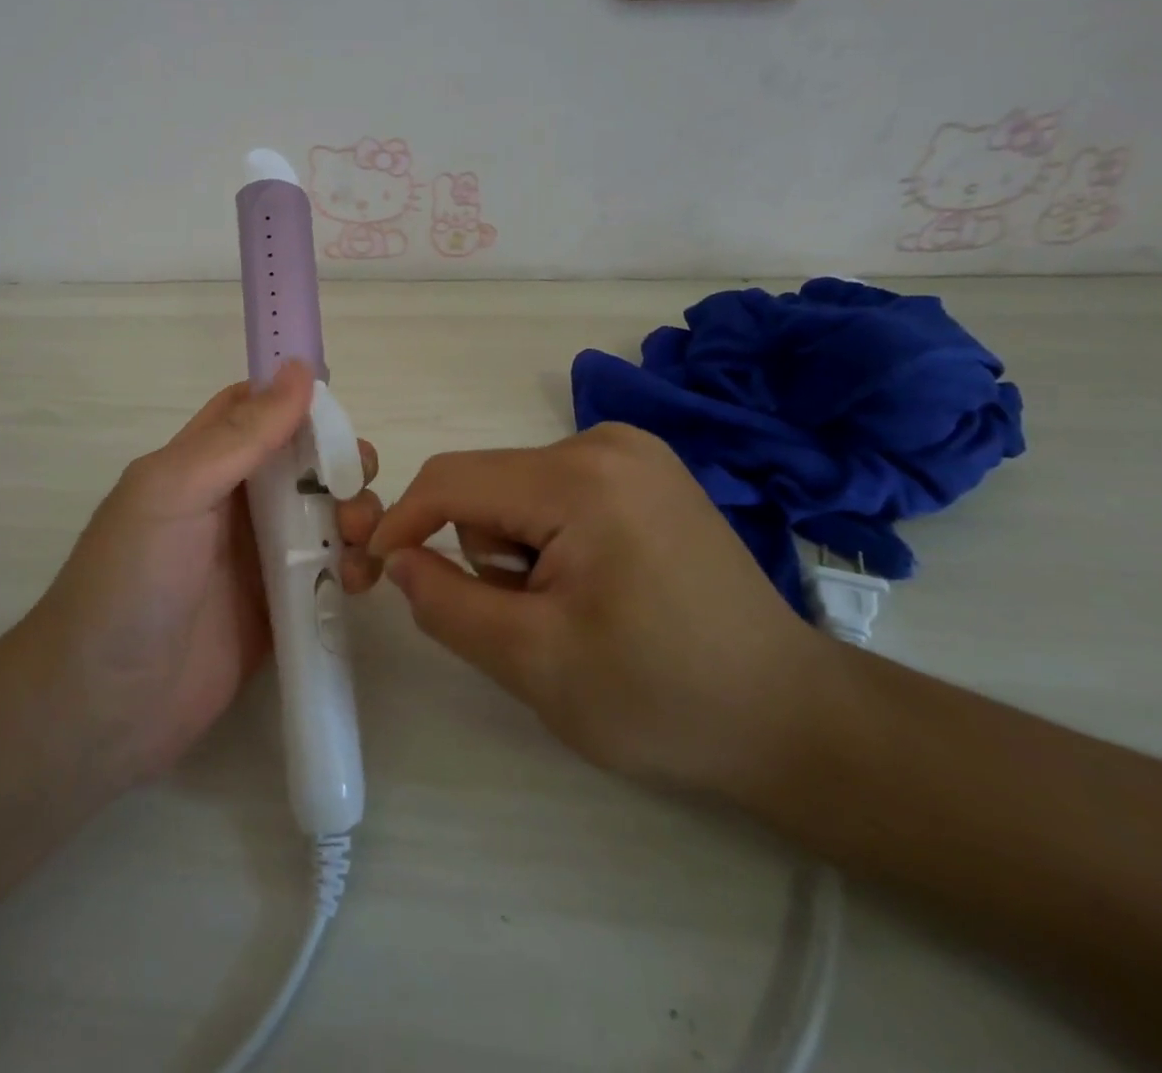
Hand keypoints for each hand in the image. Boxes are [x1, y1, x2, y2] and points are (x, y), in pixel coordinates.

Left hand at [30, 360, 382, 787]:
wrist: (104, 708)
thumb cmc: (131, 583)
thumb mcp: (175, 491)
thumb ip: (240, 436)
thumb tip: (298, 369)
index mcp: (204, 463)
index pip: (256, 410)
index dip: (298, 398)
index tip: (341, 404)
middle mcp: (236, 502)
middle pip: (305, 461)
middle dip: (341, 461)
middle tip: (355, 482)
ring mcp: (262, 557)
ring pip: (327, 513)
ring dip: (355, 513)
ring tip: (357, 540)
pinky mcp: (284, 608)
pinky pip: (331, 572)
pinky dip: (353, 566)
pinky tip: (356, 581)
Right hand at [367, 423, 829, 795]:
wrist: (791, 718)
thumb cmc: (661, 697)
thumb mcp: (533, 662)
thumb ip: (445, 604)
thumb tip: (396, 558)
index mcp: (580, 477)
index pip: (452, 480)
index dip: (400, 522)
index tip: (370, 570)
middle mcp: (605, 442)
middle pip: (488, 486)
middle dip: (483, 554)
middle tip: (529, 622)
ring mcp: (632, 453)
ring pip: (517, 492)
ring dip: (517, 552)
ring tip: (573, 611)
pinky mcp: (645, 474)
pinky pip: (555, 495)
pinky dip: (548, 541)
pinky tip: (597, 588)